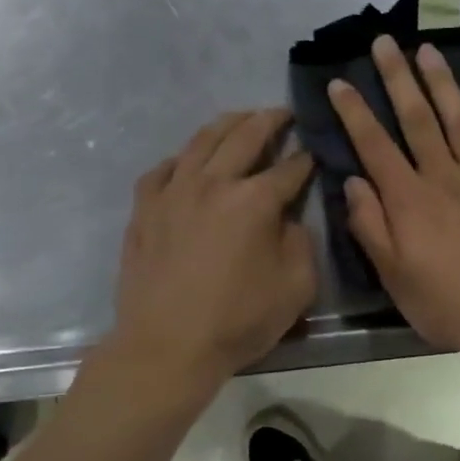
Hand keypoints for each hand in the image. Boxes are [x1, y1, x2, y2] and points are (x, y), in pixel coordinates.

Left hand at [111, 108, 315, 385]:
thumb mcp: (296, 288)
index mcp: (254, 202)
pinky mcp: (144, 209)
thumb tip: (288, 220)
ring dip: (226, 125)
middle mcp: (213, 184)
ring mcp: (172, 193)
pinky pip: (163, 170)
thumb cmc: (238, 321)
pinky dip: (181, 159)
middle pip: (244, 137)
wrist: (167, 346)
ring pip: (201, 142)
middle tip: (282, 113)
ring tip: (240, 119)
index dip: (306, 160)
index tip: (315, 154)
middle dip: (269, 121)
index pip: (288, 169)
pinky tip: (187, 161)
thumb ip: (301, 244)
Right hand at [328, 36, 459, 363]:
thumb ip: (371, 226)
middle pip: (418, 119)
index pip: (375, 145)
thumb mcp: (393, 276)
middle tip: (385, 42)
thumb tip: (354, 182)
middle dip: (398, 78)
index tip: (339, 82)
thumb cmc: (445, 303)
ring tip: (429, 51)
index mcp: (409, 200)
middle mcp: (444, 179)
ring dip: (443, 84)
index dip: (355, 112)